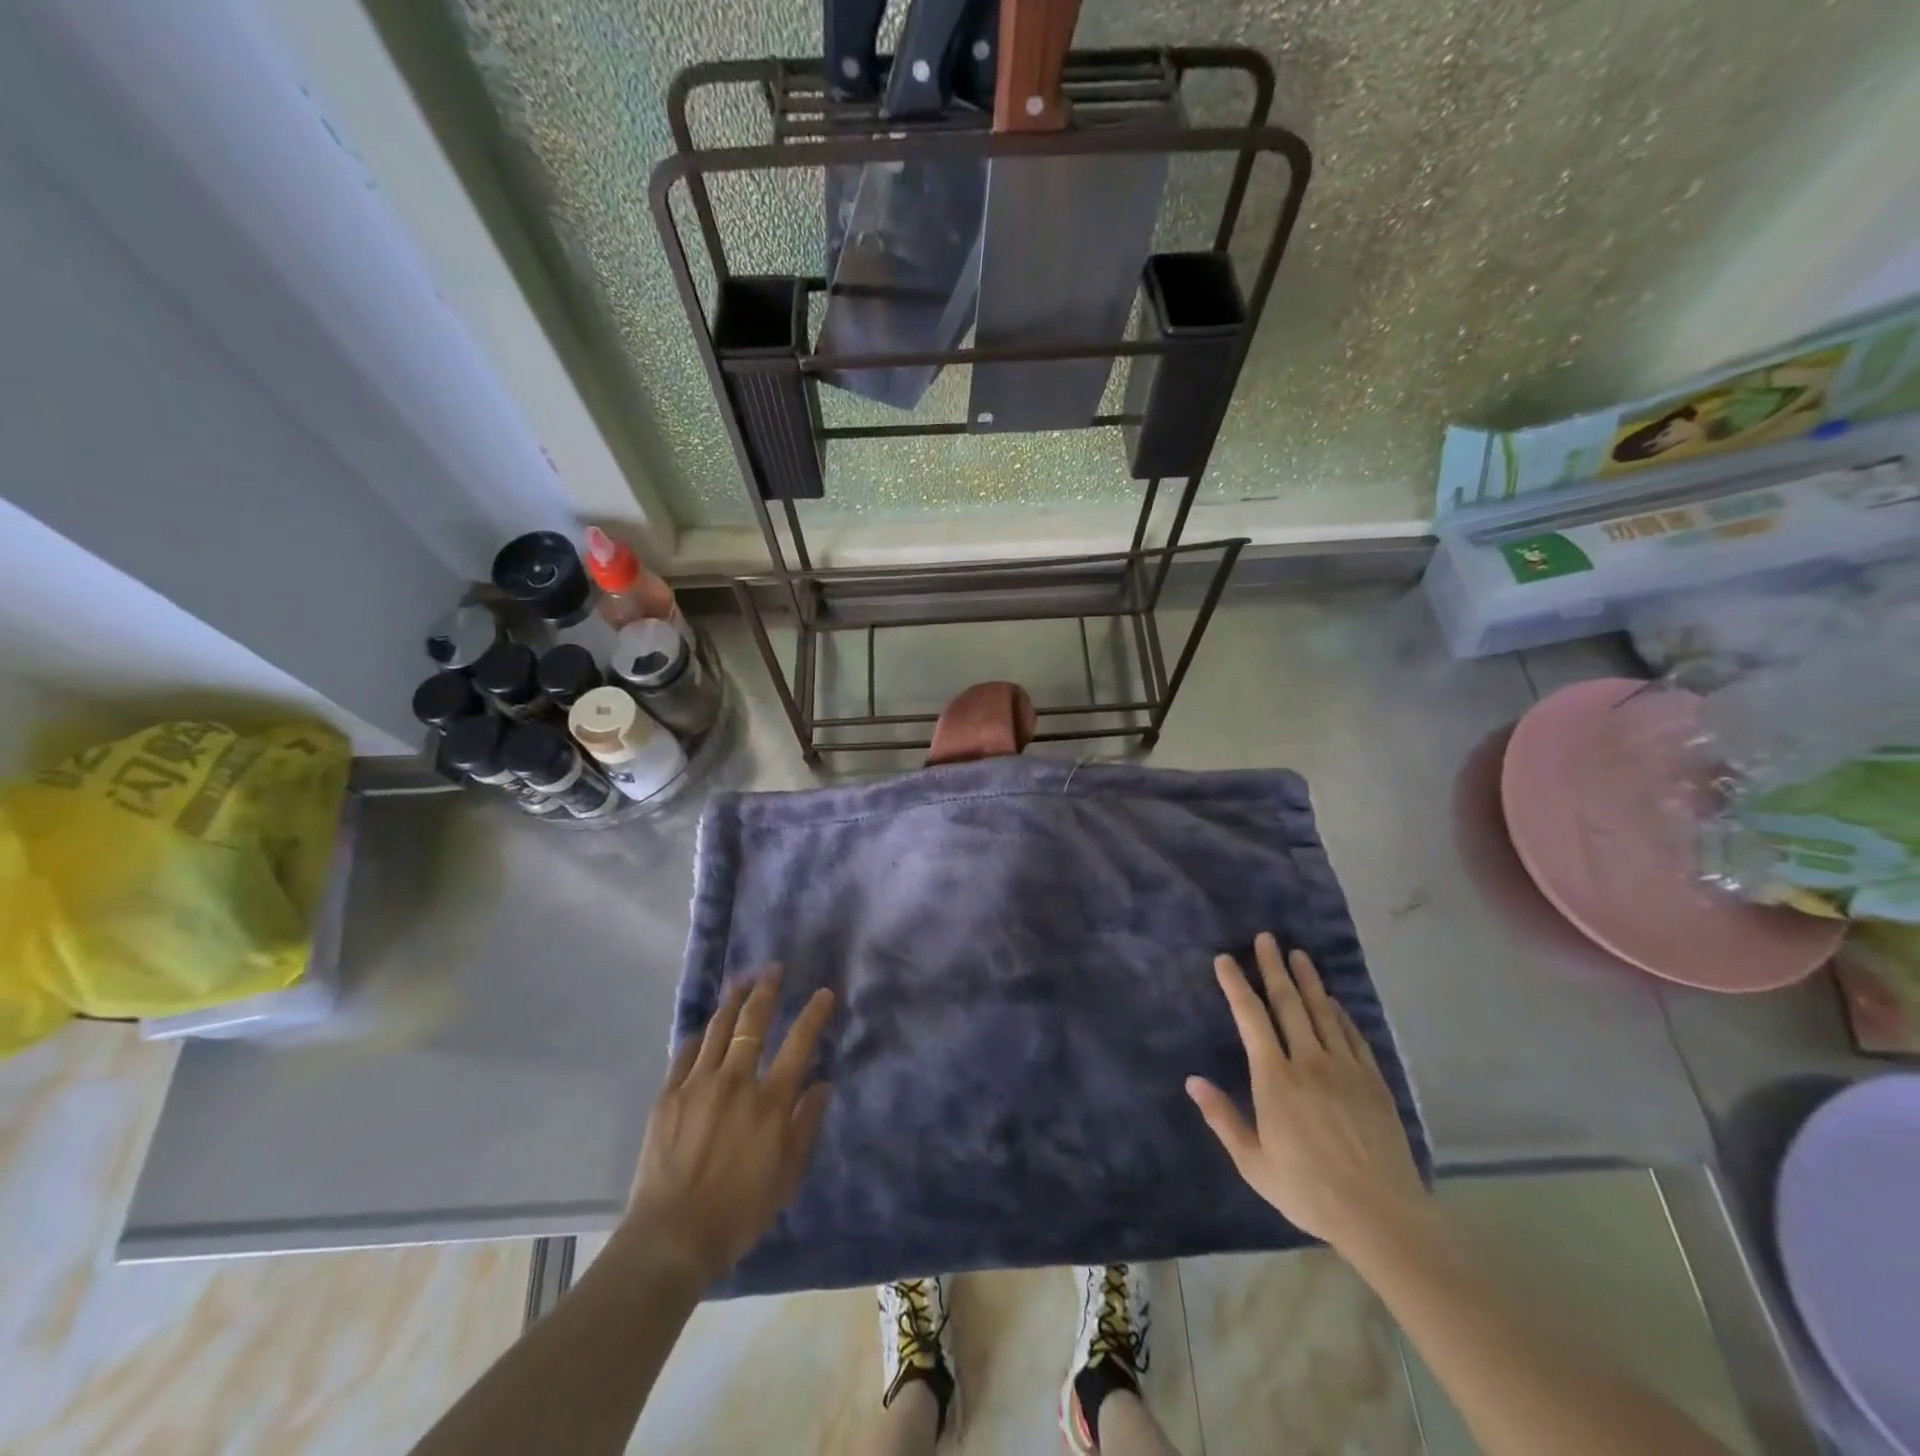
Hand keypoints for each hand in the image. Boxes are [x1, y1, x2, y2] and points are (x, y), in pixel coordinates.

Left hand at [619, 968, 834, 1284]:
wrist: (671, 1237)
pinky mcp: (668, 1095)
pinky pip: (686, 1052)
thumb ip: (807, 1124)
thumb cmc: (739, 1212)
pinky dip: (700, 1035)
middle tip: (773, 969)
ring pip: (718, 1027)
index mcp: (770, 1101)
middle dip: (767, 990)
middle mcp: (736, 1081)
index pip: (799, 1043)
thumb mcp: (788, 1176)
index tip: (824, 993)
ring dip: (733, 1000)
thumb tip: (821, 1084)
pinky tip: (706, 1028)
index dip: (814, 1014)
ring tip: (742, 981)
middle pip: (753, 1021)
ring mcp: (698, 1084)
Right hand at [1186, 933, 1427, 1250]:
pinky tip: (1333, 1001)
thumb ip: (1223, 1118)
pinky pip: (1352, 1035)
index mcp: (1275, 1079)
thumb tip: (1192, 1080)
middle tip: (1266, 938)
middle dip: (1273, 967)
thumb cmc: (1309, 1190)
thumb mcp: (1254, 1163)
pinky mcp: (1373, 1081)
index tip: (1225, 959)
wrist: (1382, 1215)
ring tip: (1298, 954)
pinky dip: (1339, 1012)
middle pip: (1288, 1003)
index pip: (1251, 1018)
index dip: (1236, 985)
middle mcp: (1308, 1062)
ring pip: (1322, 1012)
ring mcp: (1344, 1068)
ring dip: (1308, 980)